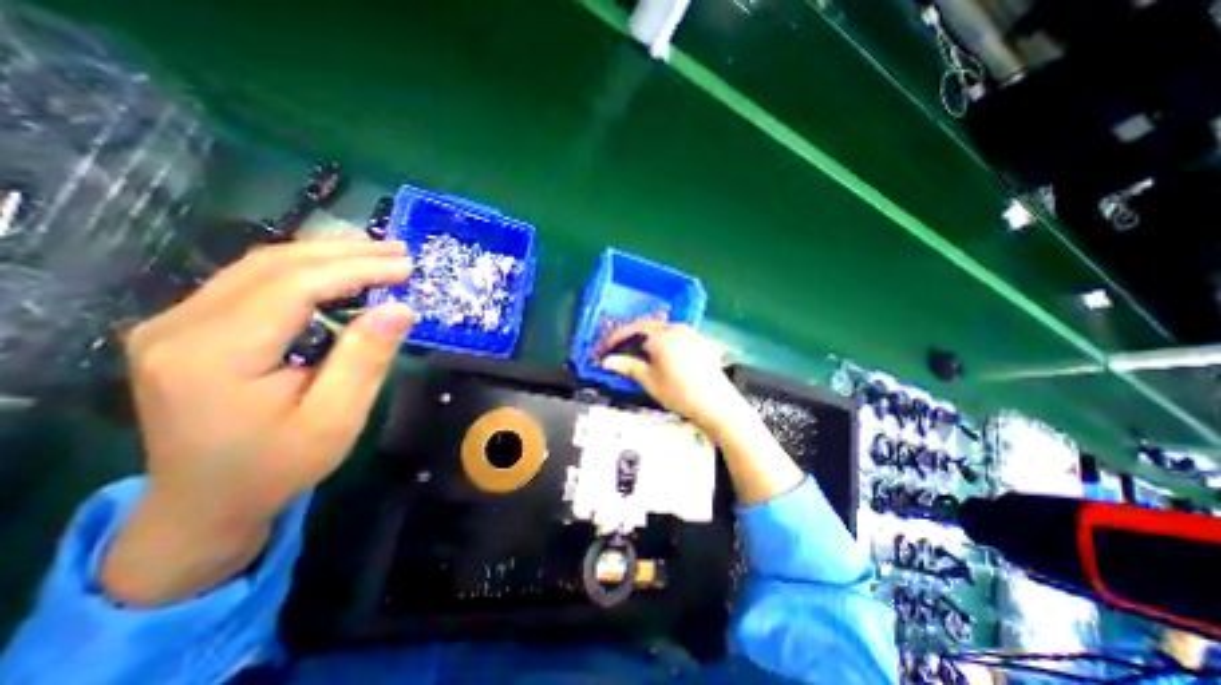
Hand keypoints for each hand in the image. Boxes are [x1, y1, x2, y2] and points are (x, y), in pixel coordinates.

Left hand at [102, 242, 413, 603]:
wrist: (204, 502)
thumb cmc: (279, 466)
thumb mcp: (336, 419)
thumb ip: (366, 359)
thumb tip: (400, 308)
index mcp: (214, 355)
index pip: (294, 286)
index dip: (357, 269)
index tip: (407, 267)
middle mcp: (180, 327)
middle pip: (273, 265)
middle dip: (346, 253)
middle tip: (400, 251)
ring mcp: (176, 323)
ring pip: (261, 265)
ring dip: (327, 255)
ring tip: (379, 254)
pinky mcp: (189, 326)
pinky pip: (253, 281)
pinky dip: (306, 270)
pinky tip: (341, 272)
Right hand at [601, 318, 744, 428]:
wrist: (717, 405)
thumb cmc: (680, 394)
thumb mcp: (650, 381)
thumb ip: (628, 367)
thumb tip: (608, 361)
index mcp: (662, 337)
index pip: (634, 329)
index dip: (617, 337)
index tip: (606, 347)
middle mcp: (677, 329)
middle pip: (649, 325)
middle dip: (632, 335)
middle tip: (620, 347)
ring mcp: (692, 334)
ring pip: (663, 328)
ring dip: (648, 336)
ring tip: (638, 349)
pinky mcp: (701, 341)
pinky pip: (677, 333)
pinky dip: (664, 339)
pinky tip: (662, 352)